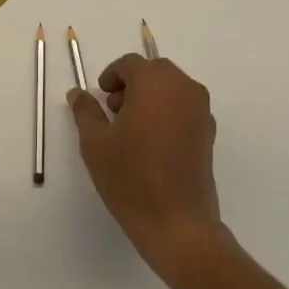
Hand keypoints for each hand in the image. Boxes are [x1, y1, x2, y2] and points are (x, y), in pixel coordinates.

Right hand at [69, 55, 224, 283]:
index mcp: (154, 82)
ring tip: (131, 128)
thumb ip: (86, 111)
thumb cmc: (132, 178)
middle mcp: (183, 88)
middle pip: (154, 72)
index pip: (130, 64)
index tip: (100, 96)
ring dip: (151, 96)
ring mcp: (201, 110)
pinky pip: (185, 108)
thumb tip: (78, 93)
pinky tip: (152, 143)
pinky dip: (167, 112)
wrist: (178, 224)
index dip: (111, 76)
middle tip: (114, 110)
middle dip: (132, 84)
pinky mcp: (209, 133)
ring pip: (172, 88)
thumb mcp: (95, 143)